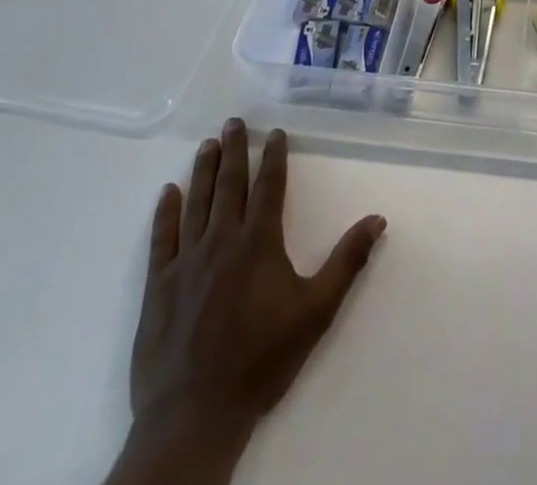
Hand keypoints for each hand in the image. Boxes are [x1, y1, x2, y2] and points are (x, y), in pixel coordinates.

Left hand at [108, 120, 386, 484]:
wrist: (195, 415)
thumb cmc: (261, 360)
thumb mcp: (316, 311)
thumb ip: (347, 262)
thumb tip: (378, 219)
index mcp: (259, 242)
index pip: (269, 186)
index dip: (274, 156)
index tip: (275, 132)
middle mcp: (221, 240)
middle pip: (230, 184)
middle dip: (235, 150)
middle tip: (233, 121)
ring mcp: (186, 262)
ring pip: (196, 202)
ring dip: (204, 170)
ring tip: (207, 144)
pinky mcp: (158, 286)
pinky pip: (162, 238)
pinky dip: (165, 212)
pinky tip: (169, 192)